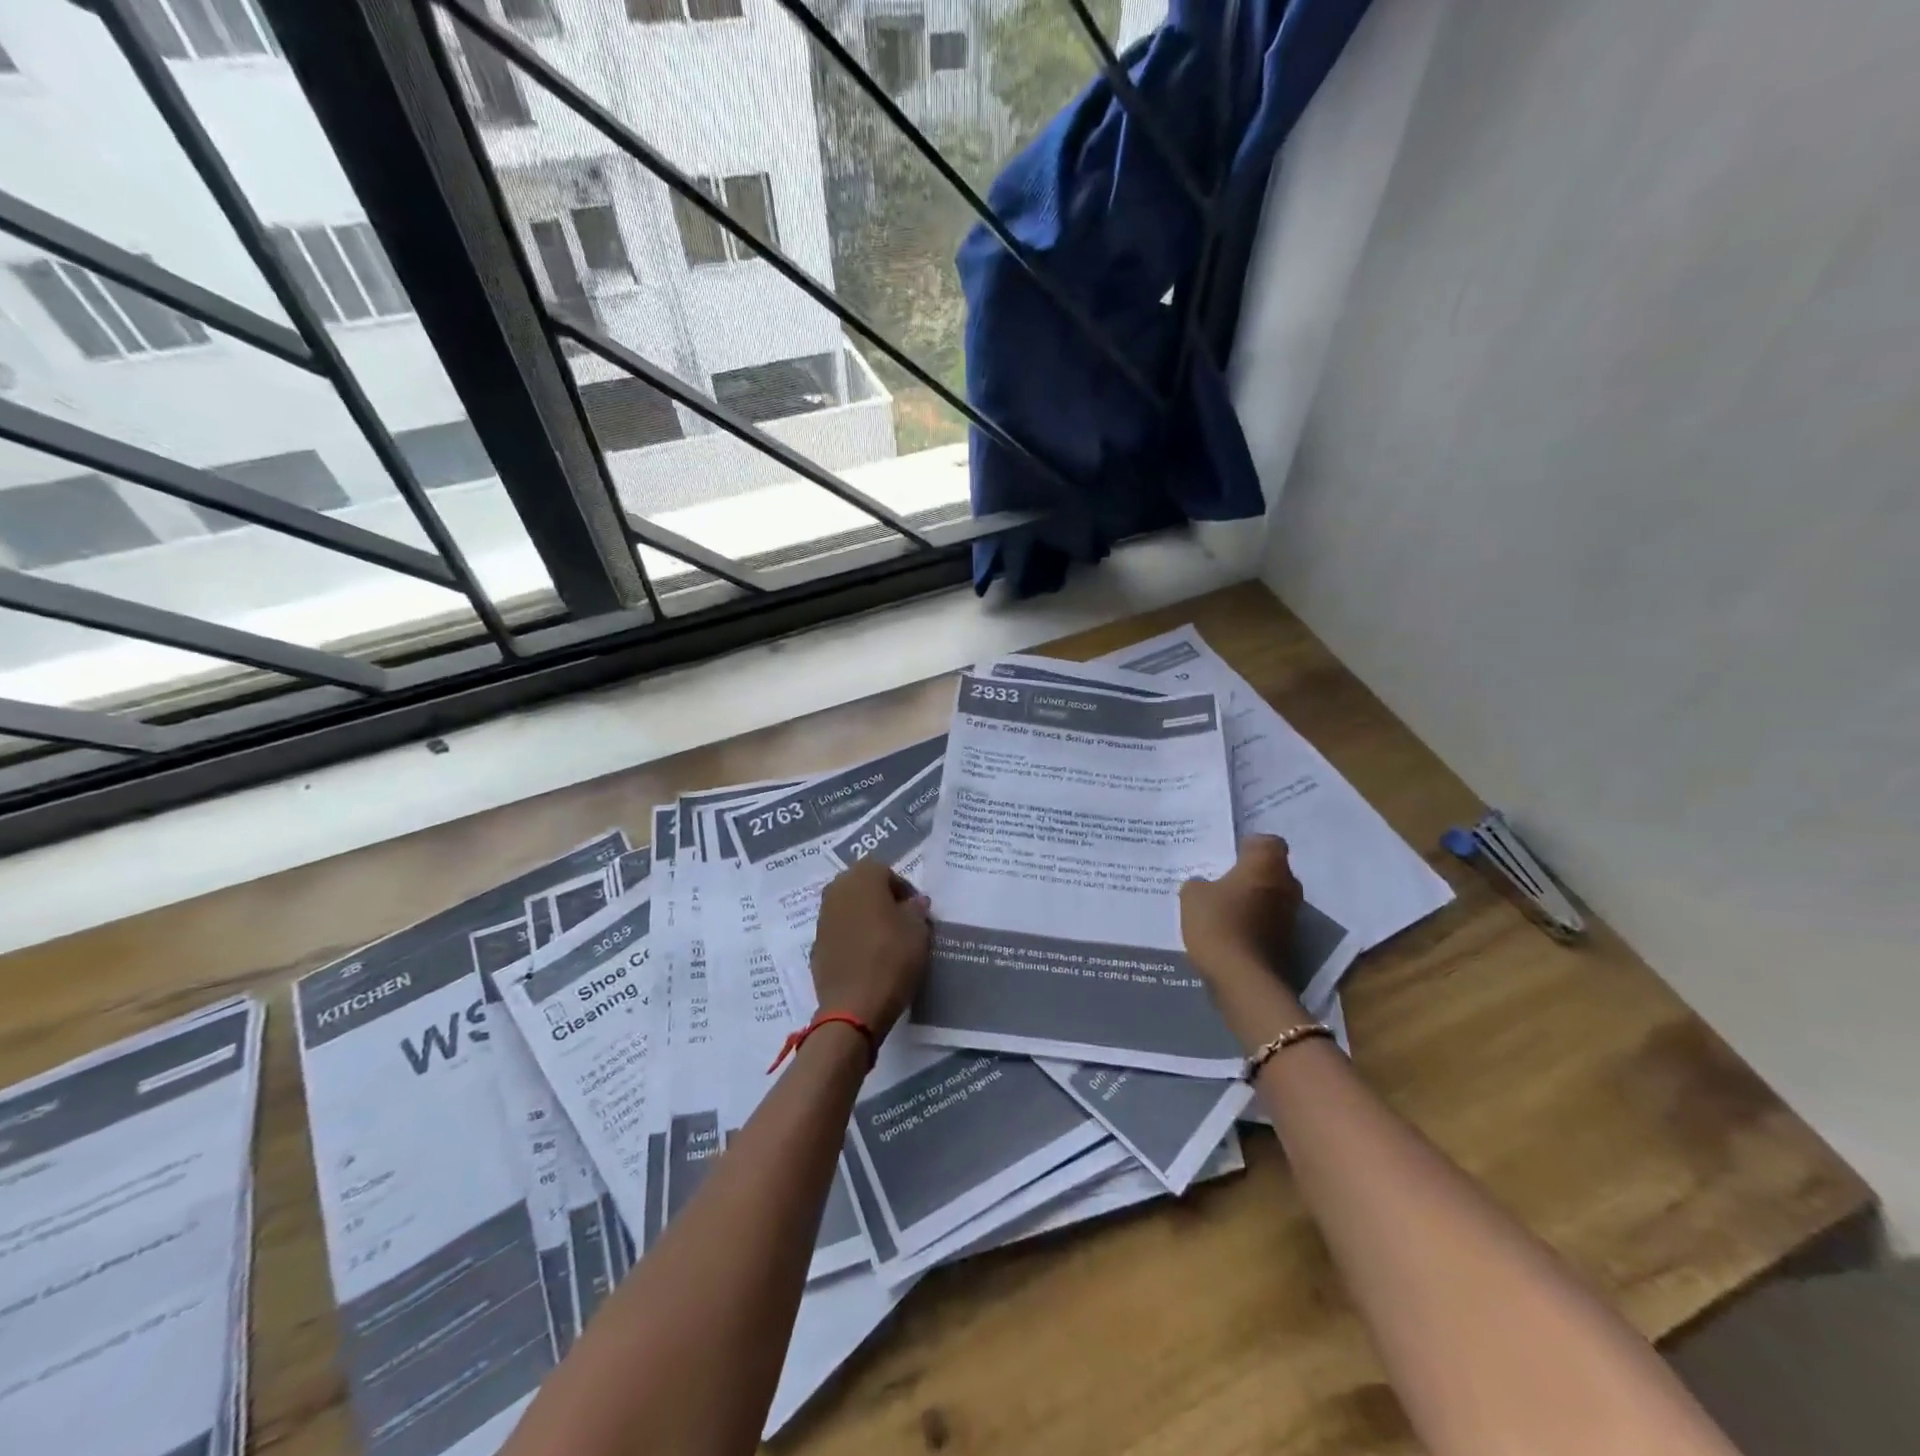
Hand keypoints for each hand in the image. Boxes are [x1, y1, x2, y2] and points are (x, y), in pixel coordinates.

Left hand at [810, 859, 931, 1037]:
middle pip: (862, 886)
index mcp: (862, 877)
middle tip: (901, 921)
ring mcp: (822, 918)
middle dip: (881, 899)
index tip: (916, 911)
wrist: (853, 1006)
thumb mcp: (918, 930)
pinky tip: (866, 958)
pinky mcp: (815, 945)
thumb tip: (914, 902)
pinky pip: (839, 931)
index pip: (886, 871)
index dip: (904, 889)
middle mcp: (836, 890)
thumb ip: (916, 909)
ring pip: (848, 908)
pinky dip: (851, 937)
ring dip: (864, 917)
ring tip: (884, 940)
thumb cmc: (891, 958)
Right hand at [1180, 836, 1307, 1048]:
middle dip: (1251, 874)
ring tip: (1223, 909)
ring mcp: (1291, 917)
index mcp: (1266, 865)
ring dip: (1254, 901)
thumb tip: (1204, 884)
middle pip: (1272, 870)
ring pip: (1272, 898)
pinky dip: (1254, 924)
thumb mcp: (1192, 896)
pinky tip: (1230, 932)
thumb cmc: (1218, 923)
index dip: (1249, 846)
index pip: (1268, 842)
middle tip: (1222, 881)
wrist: (1244, 980)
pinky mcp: (1289, 943)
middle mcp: (1287, 885)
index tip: (1228, 856)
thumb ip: (1198, 883)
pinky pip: (1269, 923)